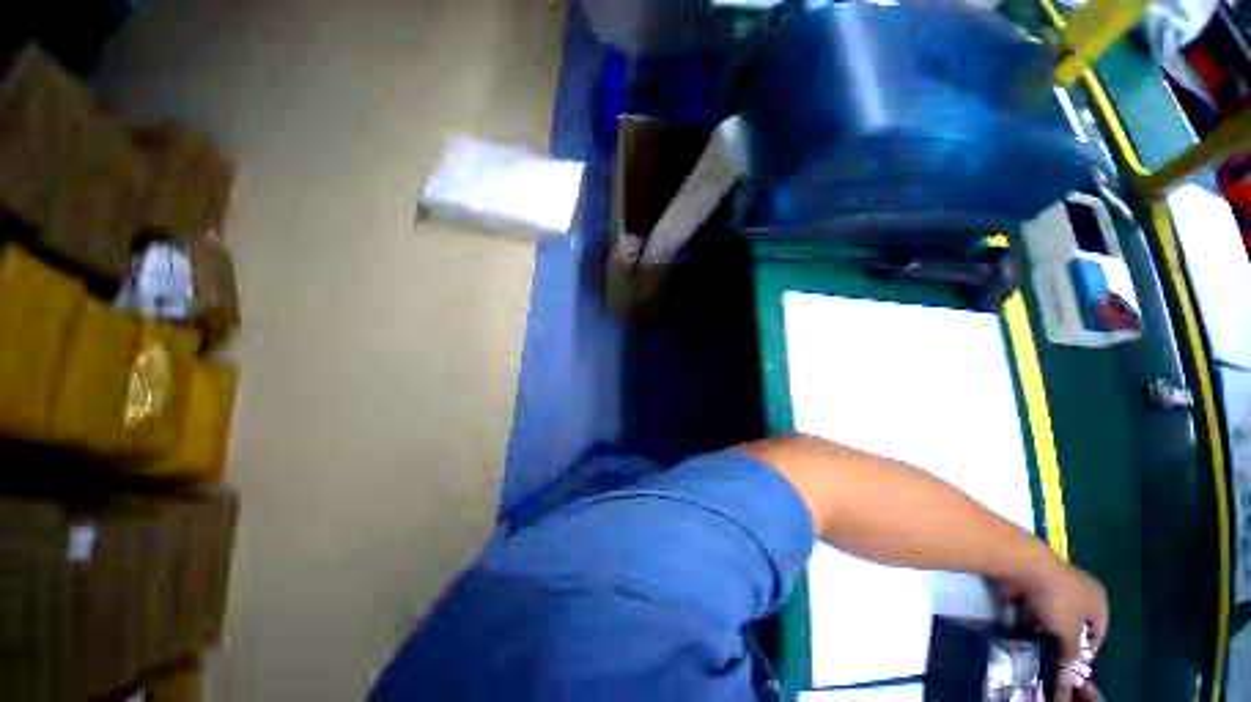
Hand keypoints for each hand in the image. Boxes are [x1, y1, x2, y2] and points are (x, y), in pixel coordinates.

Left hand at [999, 557, 1107, 701]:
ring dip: (1041, 627)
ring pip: (1051, 613)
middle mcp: (1081, 589)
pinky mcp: (1032, 579)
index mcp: (1098, 602)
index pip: (1098, 633)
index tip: (1071, 666)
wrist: (1024, 565)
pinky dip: (1026, 615)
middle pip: (1073, 623)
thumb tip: (1067, 672)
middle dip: (1060, 640)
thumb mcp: (1069, 635)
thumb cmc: (1057, 601)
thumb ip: (1070, 654)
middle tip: (1049, 656)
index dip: (1086, 652)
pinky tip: (1017, 627)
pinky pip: (1032, 603)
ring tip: (1031, 644)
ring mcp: (1055, 582)